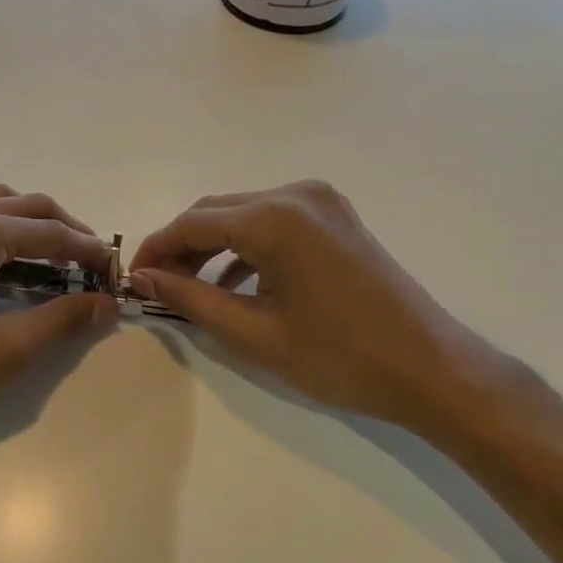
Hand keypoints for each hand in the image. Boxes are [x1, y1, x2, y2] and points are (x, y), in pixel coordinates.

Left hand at [0, 185, 118, 446]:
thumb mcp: (5, 351)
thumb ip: (62, 319)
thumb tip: (106, 302)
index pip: (51, 232)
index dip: (89, 252)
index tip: (116, 274)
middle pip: (27, 206)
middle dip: (66, 233)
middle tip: (93, 269)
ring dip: (30, 224)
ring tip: (56, 260)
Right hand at [128, 181, 506, 440]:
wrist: (431, 369)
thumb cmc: (338, 357)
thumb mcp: (253, 332)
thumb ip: (190, 298)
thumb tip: (143, 279)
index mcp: (274, 217)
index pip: (192, 223)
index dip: (156, 250)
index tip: (132, 280)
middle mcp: (296, 194)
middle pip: (217, 212)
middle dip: (181, 247)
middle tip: (156, 287)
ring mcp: (322, 202)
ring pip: (244, 215)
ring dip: (213, 247)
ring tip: (189, 288)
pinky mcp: (337, 218)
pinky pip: (275, 223)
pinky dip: (247, 247)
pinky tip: (235, 282)